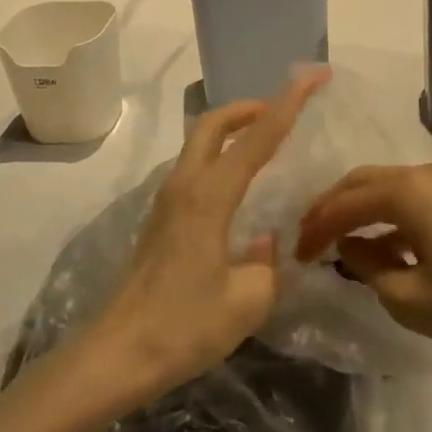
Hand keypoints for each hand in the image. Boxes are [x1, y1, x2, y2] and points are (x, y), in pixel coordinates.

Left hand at [90, 68, 329, 400]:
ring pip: (199, 144)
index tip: (313, 76)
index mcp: (210, 197)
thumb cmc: (185, 327)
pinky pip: (194, 168)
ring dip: (232, 131)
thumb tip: (264, 243)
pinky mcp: (160, 220)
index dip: (288, 103)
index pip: (257, 138)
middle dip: (249, 107)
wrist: (118, 355)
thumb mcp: (247, 301)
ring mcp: (167, 201)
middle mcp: (185, 187)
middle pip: (212, 124)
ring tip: (266, 143)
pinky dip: (220, 157)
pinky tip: (239, 187)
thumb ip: (267, 264)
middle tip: (281, 111)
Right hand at [297, 162, 431, 365]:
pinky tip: (388, 246)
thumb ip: (368, 267)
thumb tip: (350, 246)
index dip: (315, 228)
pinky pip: (415, 197)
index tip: (295, 255)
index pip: (344, 203)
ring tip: (343, 245)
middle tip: (310, 239)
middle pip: (364, 182)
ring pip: (390, 187)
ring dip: (362, 211)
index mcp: (407, 191)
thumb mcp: (410, 299)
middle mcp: (426, 173)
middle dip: (333, 208)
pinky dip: (391, 216)